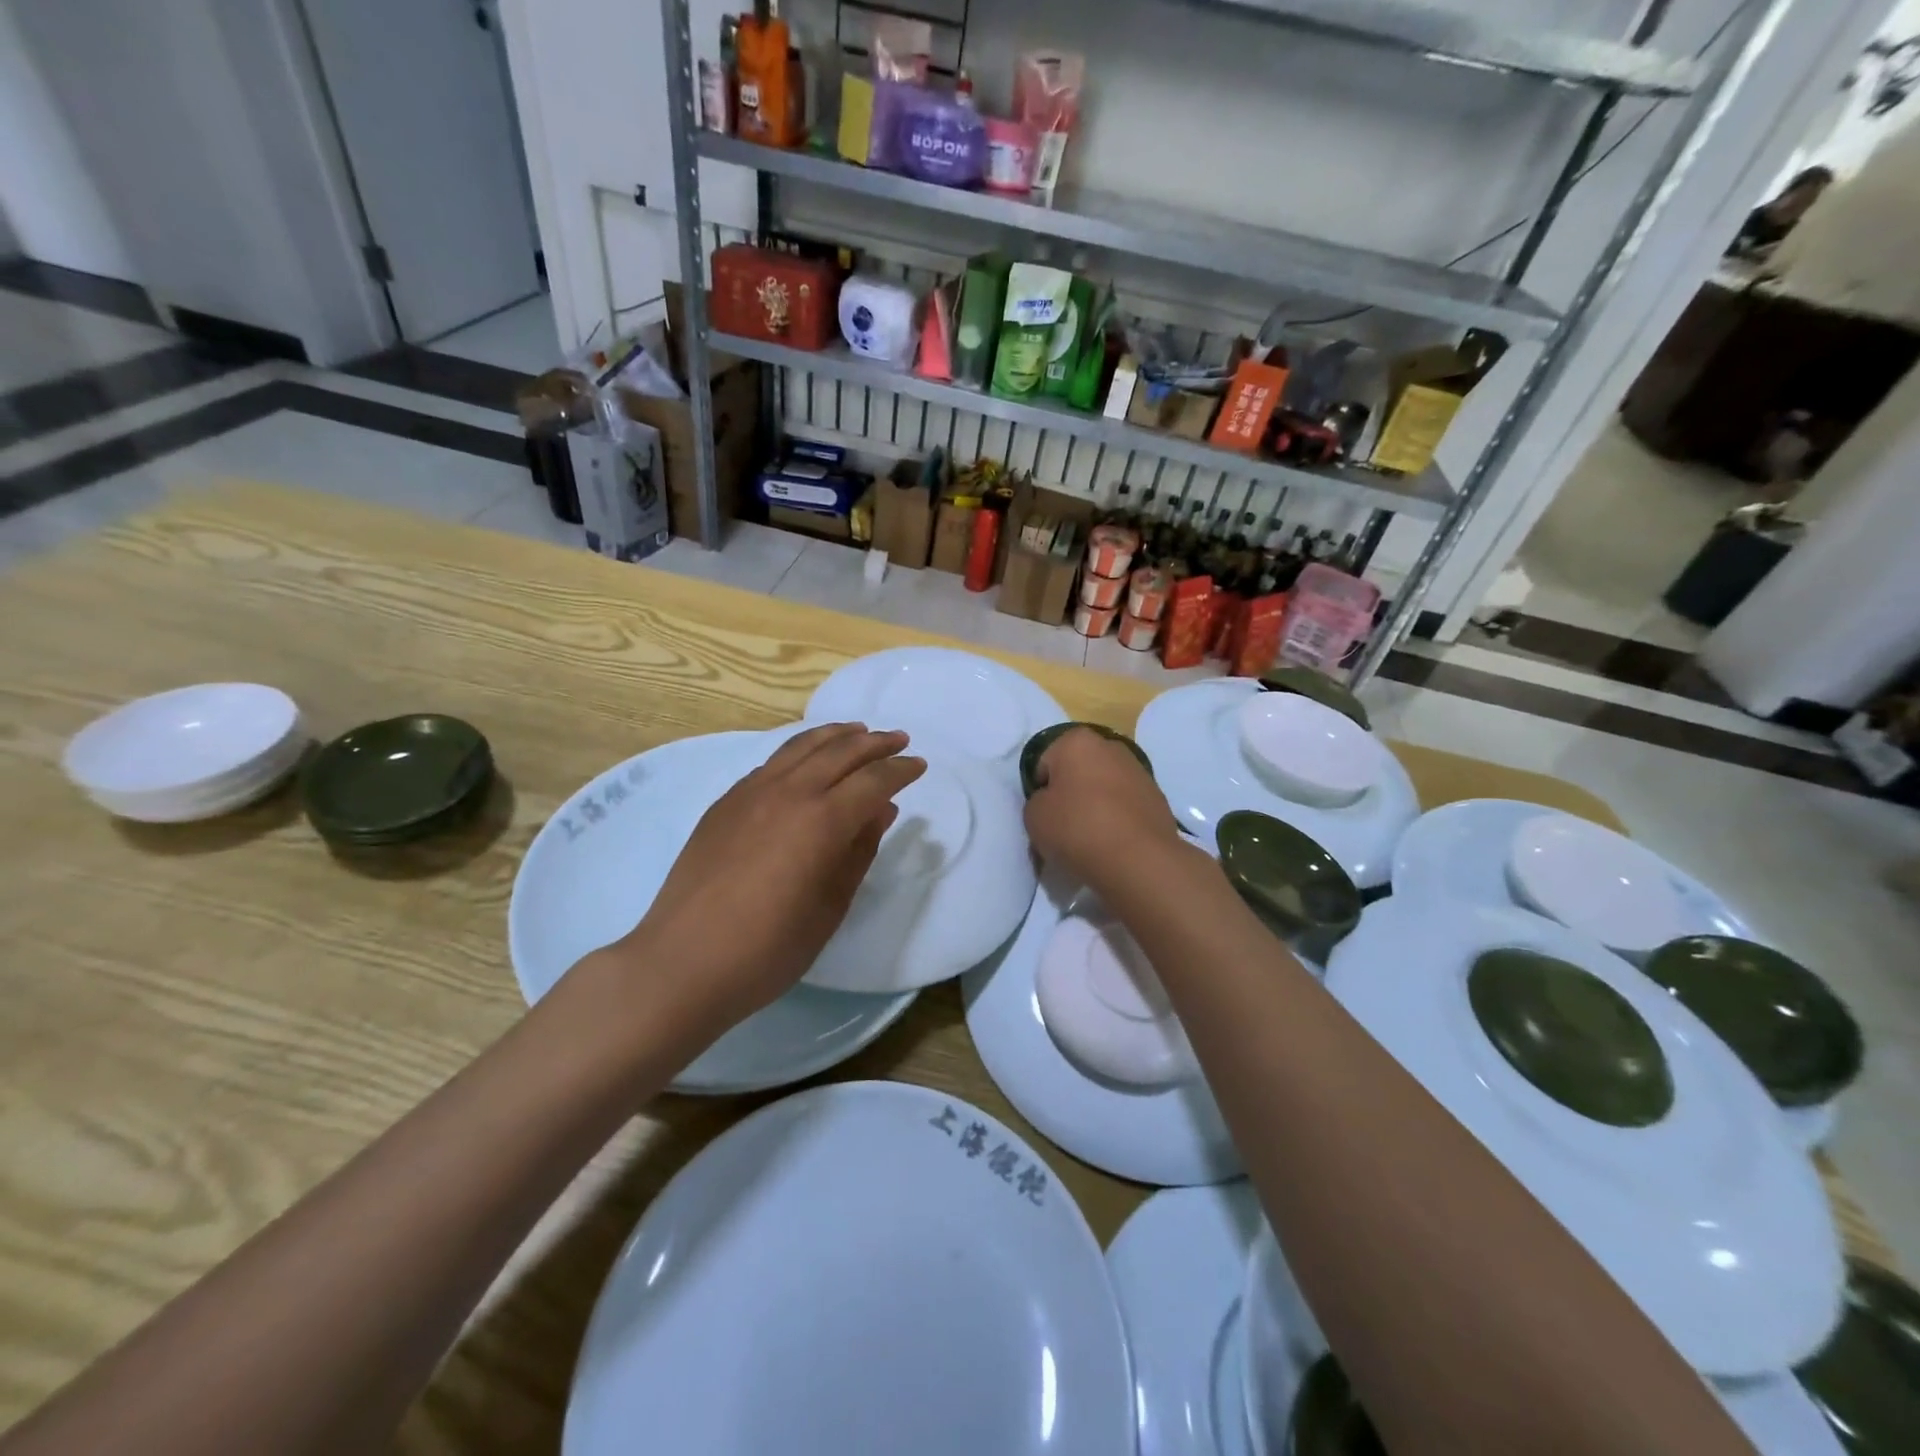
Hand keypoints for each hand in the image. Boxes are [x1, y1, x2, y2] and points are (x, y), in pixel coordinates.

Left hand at [617, 723, 924, 1027]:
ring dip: (836, 735)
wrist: (682, 963)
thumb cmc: (768, 948)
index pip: (872, 781)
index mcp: (821, 821)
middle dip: (874, 742)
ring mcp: (750, 793)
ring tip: (857, 731)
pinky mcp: (724, 803)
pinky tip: (806, 761)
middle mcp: (788, 793)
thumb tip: (881, 811)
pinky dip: (800, 751)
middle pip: (840, 751)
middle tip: (898, 738)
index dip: (900, 770)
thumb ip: (859, 852)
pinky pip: (772, 762)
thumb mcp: (830, 907)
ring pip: (801, 746)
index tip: (919, 765)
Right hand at [1024, 726, 1185, 894]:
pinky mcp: (1158, 797)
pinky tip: (1113, 843)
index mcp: (1076, 741)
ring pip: (1104, 787)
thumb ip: (1037, 802)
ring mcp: (1139, 771)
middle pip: (1078, 771)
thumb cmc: (1077, 828)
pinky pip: (1125, 806)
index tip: (1043, 815)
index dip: (1040, 791)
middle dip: (1070, 793)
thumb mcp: (1034, 816)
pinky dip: (1117, 819)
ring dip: (1095, 805)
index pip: (1045, 763)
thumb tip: (1053, 803)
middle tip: (1064, 826)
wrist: (1139, 859)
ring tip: (1090, 839)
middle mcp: (1110, 746)